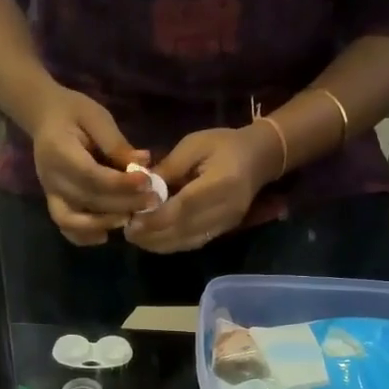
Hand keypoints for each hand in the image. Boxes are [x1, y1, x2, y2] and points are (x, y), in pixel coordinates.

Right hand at [23, 84, 153, 245]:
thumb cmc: (74, 112)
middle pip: (87, 200)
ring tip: (131, 218)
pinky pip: (65, 227)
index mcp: (59, 151)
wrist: (45, 117)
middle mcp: (51, 177)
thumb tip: (143, 164)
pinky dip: (84, 236)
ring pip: (73, 220)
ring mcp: (50, 193)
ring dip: (104, 223)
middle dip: (122, 204)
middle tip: (152, 202)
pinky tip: (106, 234)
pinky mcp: (54, 202)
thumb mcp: (97, 117)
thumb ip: (116, 143)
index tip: (147, 182)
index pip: (91, 175)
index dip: (120, 184)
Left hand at [126, 125, 279, 252]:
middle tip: (127, 232)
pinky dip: (172, 244)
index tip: (132, 221)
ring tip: (136, 237)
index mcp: (221, 182)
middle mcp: (226, 208)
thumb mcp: (194, 145)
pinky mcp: (225, 230)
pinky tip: (154, 240)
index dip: (156, 218)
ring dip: (160, 243)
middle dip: (153, 235)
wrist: (260, 157)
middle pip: (185, 229)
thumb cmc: (224, 144)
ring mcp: (227, 223)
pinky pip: (195, 242)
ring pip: (188, 241)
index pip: (184, 207)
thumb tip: (141, 188)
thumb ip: (168, 168)